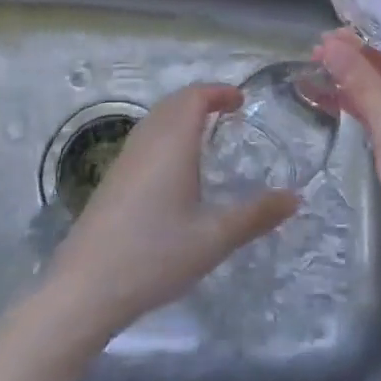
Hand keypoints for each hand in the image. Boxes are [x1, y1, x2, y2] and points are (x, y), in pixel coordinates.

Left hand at [39, 83, 297, 344]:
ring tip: (206, 137)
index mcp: (172, 141)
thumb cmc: (155, 254)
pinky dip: (166, 135)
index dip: (219, 92)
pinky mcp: (112, 179)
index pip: (195, 96)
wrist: (84, 288)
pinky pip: (145, 139)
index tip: (241, 101)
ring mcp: (125, 158)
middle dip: (201, 100)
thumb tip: (295, 197)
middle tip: (228, 114)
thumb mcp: (214, 238)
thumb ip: (255, 215)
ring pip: (156, 120)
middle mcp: (147, 139)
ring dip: (182, 116)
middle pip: (174, 102)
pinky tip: (175, 171)